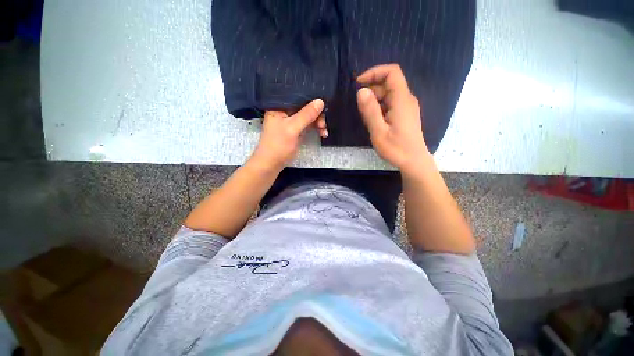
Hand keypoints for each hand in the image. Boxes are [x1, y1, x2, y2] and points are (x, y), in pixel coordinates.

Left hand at [250, 99, 325, 170]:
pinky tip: (322, 133)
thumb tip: (321, 101)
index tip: (324, 105)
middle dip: (316, 115)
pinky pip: (308, 125)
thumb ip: (306, 115)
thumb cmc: (278, 145)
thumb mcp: (292, 128)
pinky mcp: (295, 130)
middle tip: (323, 124)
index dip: (311, 99)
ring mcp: (291, 121)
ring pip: (308, 116)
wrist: (271, 164)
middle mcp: (285, 111)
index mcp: (279, 106)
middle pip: (304, 107)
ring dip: (318, 122)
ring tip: (324, 131)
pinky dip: (315, 128)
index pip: (297, 96)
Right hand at [356, 64, 429, 172]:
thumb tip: (361, 91)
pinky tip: (374, 120)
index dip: (375, 72)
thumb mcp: (379, 132)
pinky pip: (391, 103)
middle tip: (359, 107)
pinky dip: (380, 107)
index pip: (392, 72)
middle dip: (372, 89)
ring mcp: (407, 107)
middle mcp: (406, 99)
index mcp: (402, 100)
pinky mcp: (405, 114)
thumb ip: (370, 111)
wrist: (413, 162)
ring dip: (375, 100)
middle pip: (389, 83)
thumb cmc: (396, 148)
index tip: (359, 83)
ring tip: (366, 116)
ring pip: (389, 94)